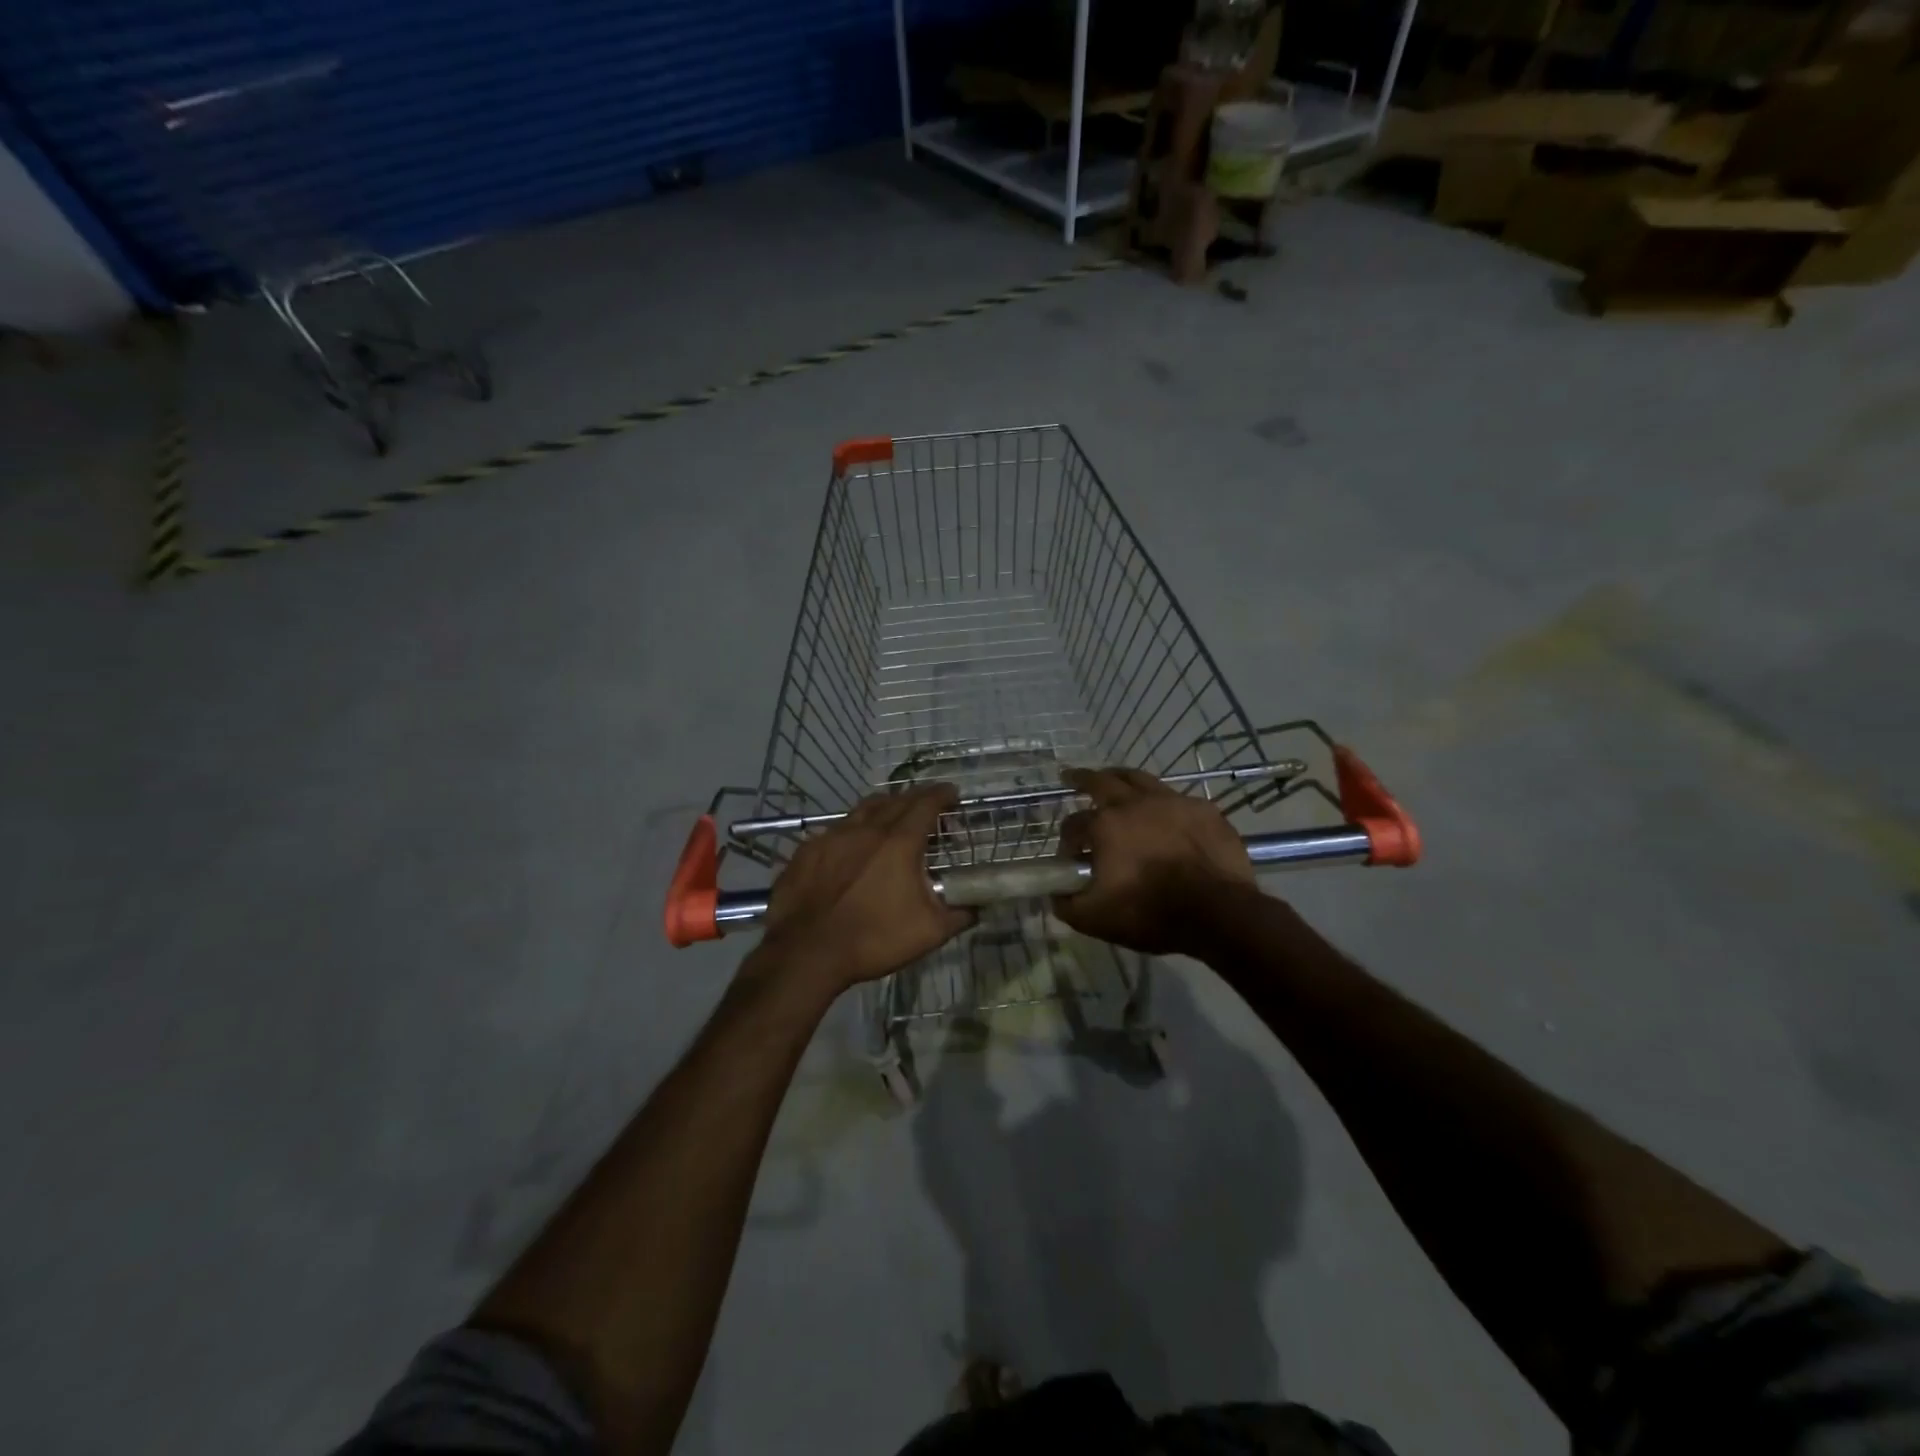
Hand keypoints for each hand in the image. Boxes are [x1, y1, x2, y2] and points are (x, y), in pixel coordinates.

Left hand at [759, 784, 972, 992]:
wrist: (806, 952)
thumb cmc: (873, 939)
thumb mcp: (929, 932)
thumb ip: (959, 915)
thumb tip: (977, 907)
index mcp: (899, 842)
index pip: (926, 805)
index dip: (942, 795)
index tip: (952, 793)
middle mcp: (866, 829)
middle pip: (896, 800)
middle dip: (916, 798)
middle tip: (928, 806)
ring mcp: (832, 836)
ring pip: (864, 809)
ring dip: (884, 807)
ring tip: (893, 816)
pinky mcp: (808, 850)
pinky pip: (836, 828)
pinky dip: (853, 829)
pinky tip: (852, 845)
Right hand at [1053, 767, 1257, 955]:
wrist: (1218, 914)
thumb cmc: (1150, 913)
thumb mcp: (1094, 919)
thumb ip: (1067, 905)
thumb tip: (1056, 895)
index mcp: (1105, 825)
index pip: (1073, 824)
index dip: (1067, 840)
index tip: (1071, 856)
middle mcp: (1135, 803)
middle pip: (1102, 781)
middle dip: (1082, 779)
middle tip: (1072, 777)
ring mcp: (1173, 802)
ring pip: (1140, 779)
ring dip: (1121, 779)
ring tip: (1115, 780)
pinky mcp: (1204, 810)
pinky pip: (1177, 799)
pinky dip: (1163, 804)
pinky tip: (1165, 814)